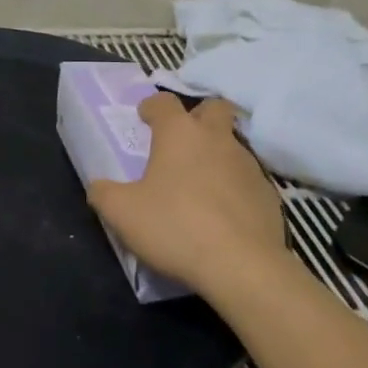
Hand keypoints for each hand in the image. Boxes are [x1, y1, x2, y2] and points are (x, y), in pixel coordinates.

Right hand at [87, 93, 287, 300]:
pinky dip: (233, 186)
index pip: (164, 102)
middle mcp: (216, 138)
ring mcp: (247, 164)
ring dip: (216, 153)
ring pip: (232, 143)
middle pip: (213, 108)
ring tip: (199, 182)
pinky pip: (246, 178)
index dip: (152, 107)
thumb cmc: (175, 226)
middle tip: (181, 140)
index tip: (144, 118)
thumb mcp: (122, 213)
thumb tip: (99, 187)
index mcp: (179, 133)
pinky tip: (222, 211)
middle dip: (197, 116)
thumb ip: (104, 193)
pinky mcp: (268, 193)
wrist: (242, 266)